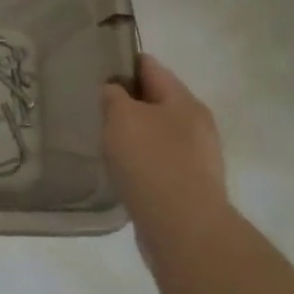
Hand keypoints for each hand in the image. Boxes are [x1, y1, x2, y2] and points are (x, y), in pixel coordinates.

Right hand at [101, 54, 227, 240]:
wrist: (184, 230)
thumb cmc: (151, 162)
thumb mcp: (121, 117)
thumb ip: (113, 96)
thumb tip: (114, 91)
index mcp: (183, 100)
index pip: (150, 66)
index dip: (122, 63)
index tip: (95, 70)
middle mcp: (197, 124)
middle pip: (156, 100)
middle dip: (128, 102)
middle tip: (96, 108)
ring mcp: (198, 158)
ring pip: (158, 133)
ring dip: (135, 134)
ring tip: (105, 141)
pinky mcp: (192, 187)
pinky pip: (161, 162)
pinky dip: (142, 162)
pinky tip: (123, 171)